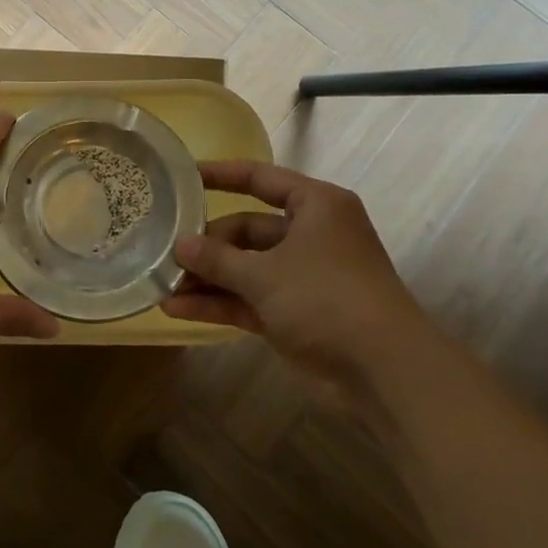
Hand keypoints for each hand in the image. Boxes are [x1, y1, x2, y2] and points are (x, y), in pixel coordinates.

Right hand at [162, 160, 434, 393]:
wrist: (385, 373)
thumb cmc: (327, 298)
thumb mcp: (265, 274)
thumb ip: (217, 258)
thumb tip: (179, 245)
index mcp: (315, 207)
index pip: (260, 178)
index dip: (221, 175)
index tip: (182, 175)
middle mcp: (310, 235)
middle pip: (247, 229)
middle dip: (207, 244)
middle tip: (166, 252)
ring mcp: (302, 277)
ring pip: (245, 268)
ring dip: (207, 277)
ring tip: (162, 284)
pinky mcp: (294, 314)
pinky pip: (248, 300)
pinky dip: (218, 303)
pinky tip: (177, 309)